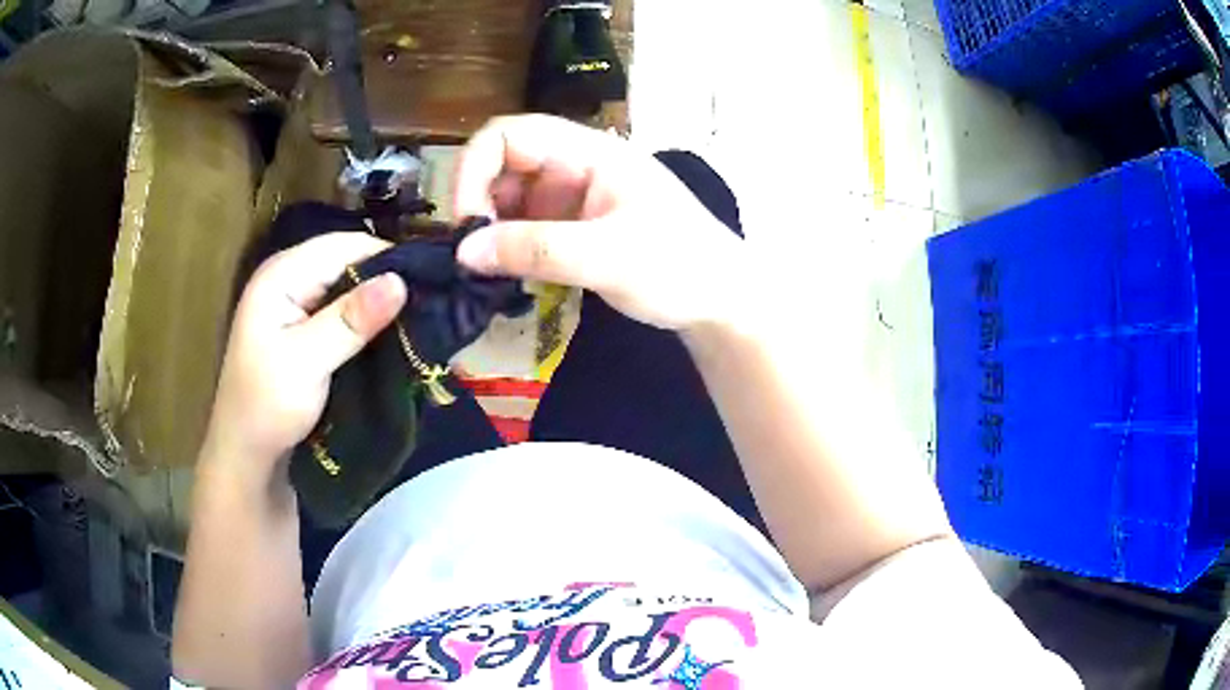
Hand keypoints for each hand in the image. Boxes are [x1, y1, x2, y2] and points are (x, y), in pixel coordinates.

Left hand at [202, 233, 406, 476]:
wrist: (247, 455)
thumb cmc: (267, 407)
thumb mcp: (307, 361)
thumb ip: (351, 320)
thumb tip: (400, 281)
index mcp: (282, 274)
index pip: (345, 245)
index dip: (387, 259)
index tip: (430, 284)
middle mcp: (290, 278)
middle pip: (348, 262)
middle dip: (386, 281)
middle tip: (431, 306)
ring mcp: (297, 303)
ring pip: (349, 288)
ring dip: (379, 304)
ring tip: (420, 320)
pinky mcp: (305, 328)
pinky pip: (344, 311)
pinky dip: (367, 321)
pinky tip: (392, 335)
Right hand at [453, 115, 741, 330]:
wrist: (720, 301)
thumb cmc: (679, 267)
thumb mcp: (607, 257)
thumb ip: (534, 250)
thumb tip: (463, 250)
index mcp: (590, 153)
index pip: (511, 134)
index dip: (475, 168)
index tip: (465, 221)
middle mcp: (576, 166)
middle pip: (504, 164)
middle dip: (478, 202)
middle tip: (471, 254)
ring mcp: (574, 197)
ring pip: (510, 198)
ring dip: (490, 228)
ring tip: (486, 271)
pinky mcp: (574, 227)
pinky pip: (525, 226)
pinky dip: (508, 246)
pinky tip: (506, 274)